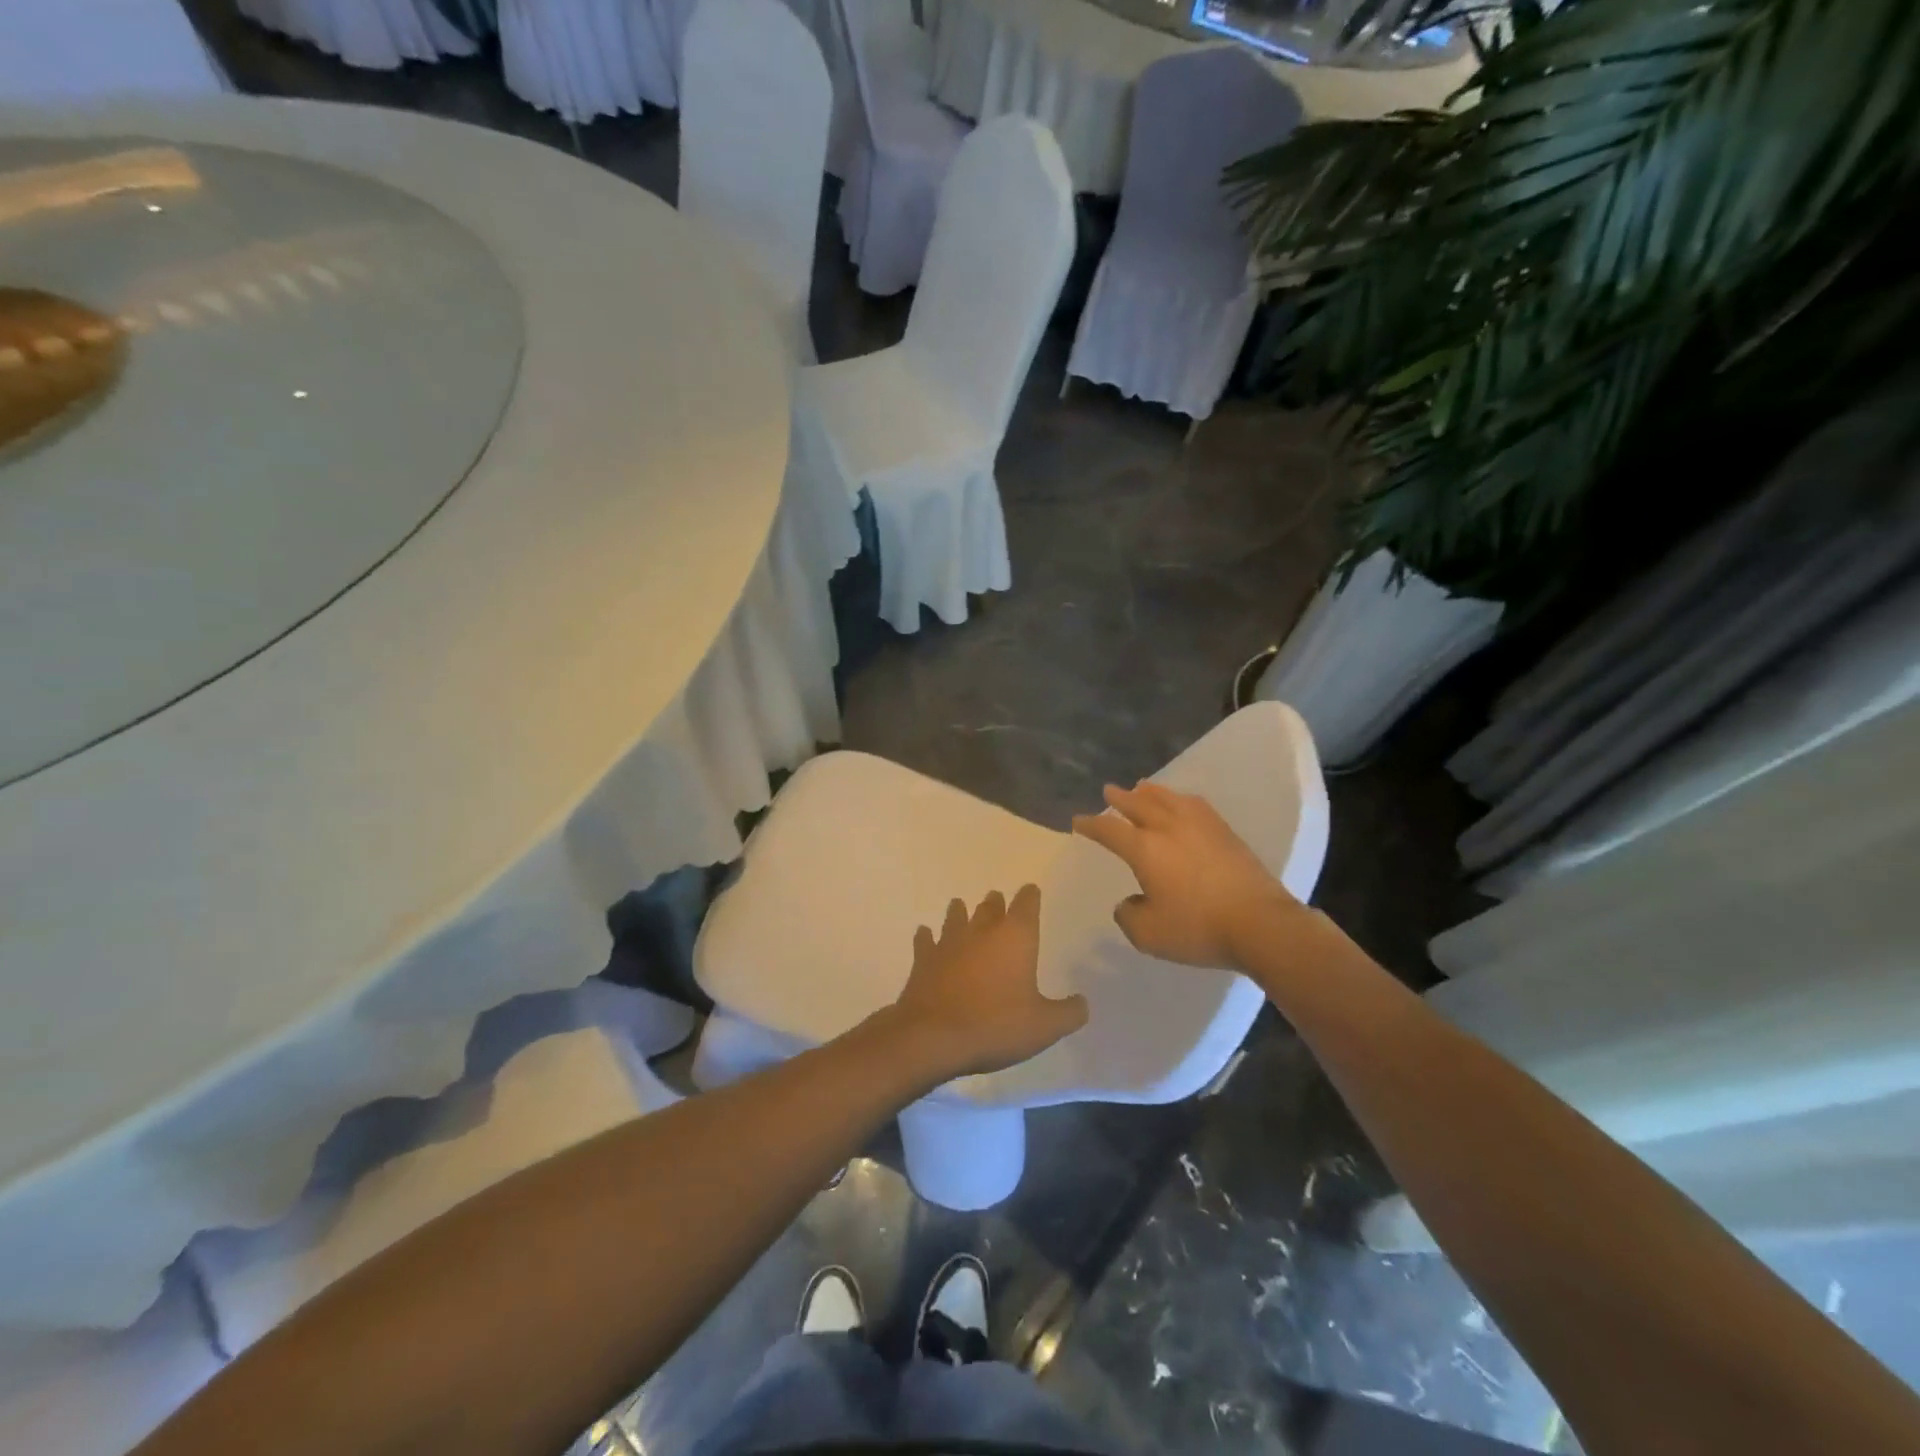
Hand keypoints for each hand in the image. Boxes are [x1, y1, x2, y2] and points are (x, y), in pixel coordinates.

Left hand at [886, 887, 1088, 1080]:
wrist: (933, 1037)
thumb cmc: (996, 1026)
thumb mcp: (1045, 1027)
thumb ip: (1068, 1013)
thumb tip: (1082, 1003)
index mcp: (1015, 938)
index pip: (1026, 905)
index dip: (1030, 896)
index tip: (1031, 890)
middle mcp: (982, 932)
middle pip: (990, 908)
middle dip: (996, 903)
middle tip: (996, 898)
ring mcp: (949, 943)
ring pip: (956, 917)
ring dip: (960, 912)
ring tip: (960, 906)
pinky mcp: (924, 960)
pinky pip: (926, 941)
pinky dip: (927, 937)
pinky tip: (925, 934)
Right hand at [1072, 780, 1302, 969]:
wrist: (1260, 924)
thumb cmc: (1198, 928)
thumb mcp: (1148, 935)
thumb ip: (1129, 915)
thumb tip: (1130, 902)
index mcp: (1144, 849)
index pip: (1109, 830)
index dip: (1091, 825)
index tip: (1078, 821)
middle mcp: (1169, 828)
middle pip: (1139, 805)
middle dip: (1120, 798)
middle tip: (1109, 790)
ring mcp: (1201, 826)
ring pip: (1169, 799)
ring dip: (1151, 793)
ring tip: (1143, 787)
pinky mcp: (1226, 832)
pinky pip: (1195, 805)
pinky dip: (1180, 800)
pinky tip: (1184, 804)